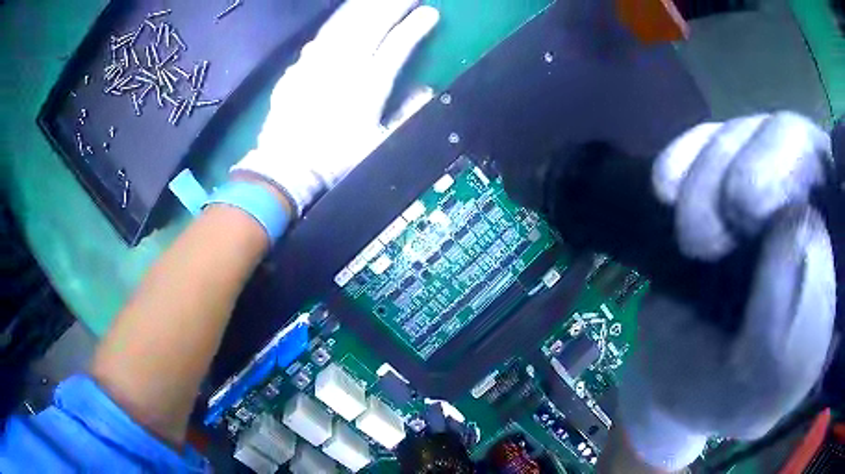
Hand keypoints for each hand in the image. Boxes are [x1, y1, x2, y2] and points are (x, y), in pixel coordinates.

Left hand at [233, 0, 439, 214]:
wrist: (284, 169)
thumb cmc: (333, 160)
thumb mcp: (377, 145)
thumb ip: (406, 115)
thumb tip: (426, 91)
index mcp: (366, 86)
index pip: (397, 46)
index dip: (415, 27)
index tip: (430, 13)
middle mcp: (342, 67)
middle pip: (370, 25)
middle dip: (392, 5)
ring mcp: (316, 64)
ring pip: (343, 25)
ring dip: (364, 6)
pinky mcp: (297, 68)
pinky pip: (320, 37)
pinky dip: (335, 23)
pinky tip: (343, 17)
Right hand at [619, 112, 836, 469]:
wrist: (671, 368)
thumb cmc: (718, 395)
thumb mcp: (752, 399)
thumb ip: (787, 350)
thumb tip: (799, 230)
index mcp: (835, 280)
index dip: (823, 190)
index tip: (775, 227)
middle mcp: (816, 217)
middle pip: (804, 144)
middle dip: (763, 171)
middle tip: (723, 225)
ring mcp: (772, 184)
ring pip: (757, 130)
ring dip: (713, 174)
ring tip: (689, 236)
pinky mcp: (727, 168)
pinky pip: (712, 132)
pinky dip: (687, 152)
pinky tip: (664, 189)